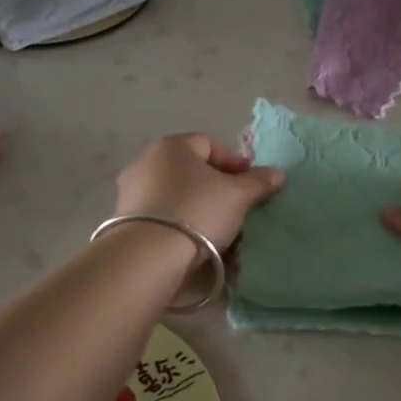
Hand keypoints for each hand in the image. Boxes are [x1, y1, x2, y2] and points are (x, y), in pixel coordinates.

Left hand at [114, 133, 284, 251]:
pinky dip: (179, 222)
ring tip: (218, 227)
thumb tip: (277, 173)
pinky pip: (161, 215)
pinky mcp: (123, 220)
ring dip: (197, 205)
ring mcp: (131, 191)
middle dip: (216, 185)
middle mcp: (146, 161)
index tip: (251, 185)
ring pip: (176, 193)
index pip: (210, 144)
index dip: (235, 162)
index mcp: (172, 146)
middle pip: (191, 169)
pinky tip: (194, 241)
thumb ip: (258, 182)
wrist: (148, 256)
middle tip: (237, 206)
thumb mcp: (238, 195)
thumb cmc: (197, 211)